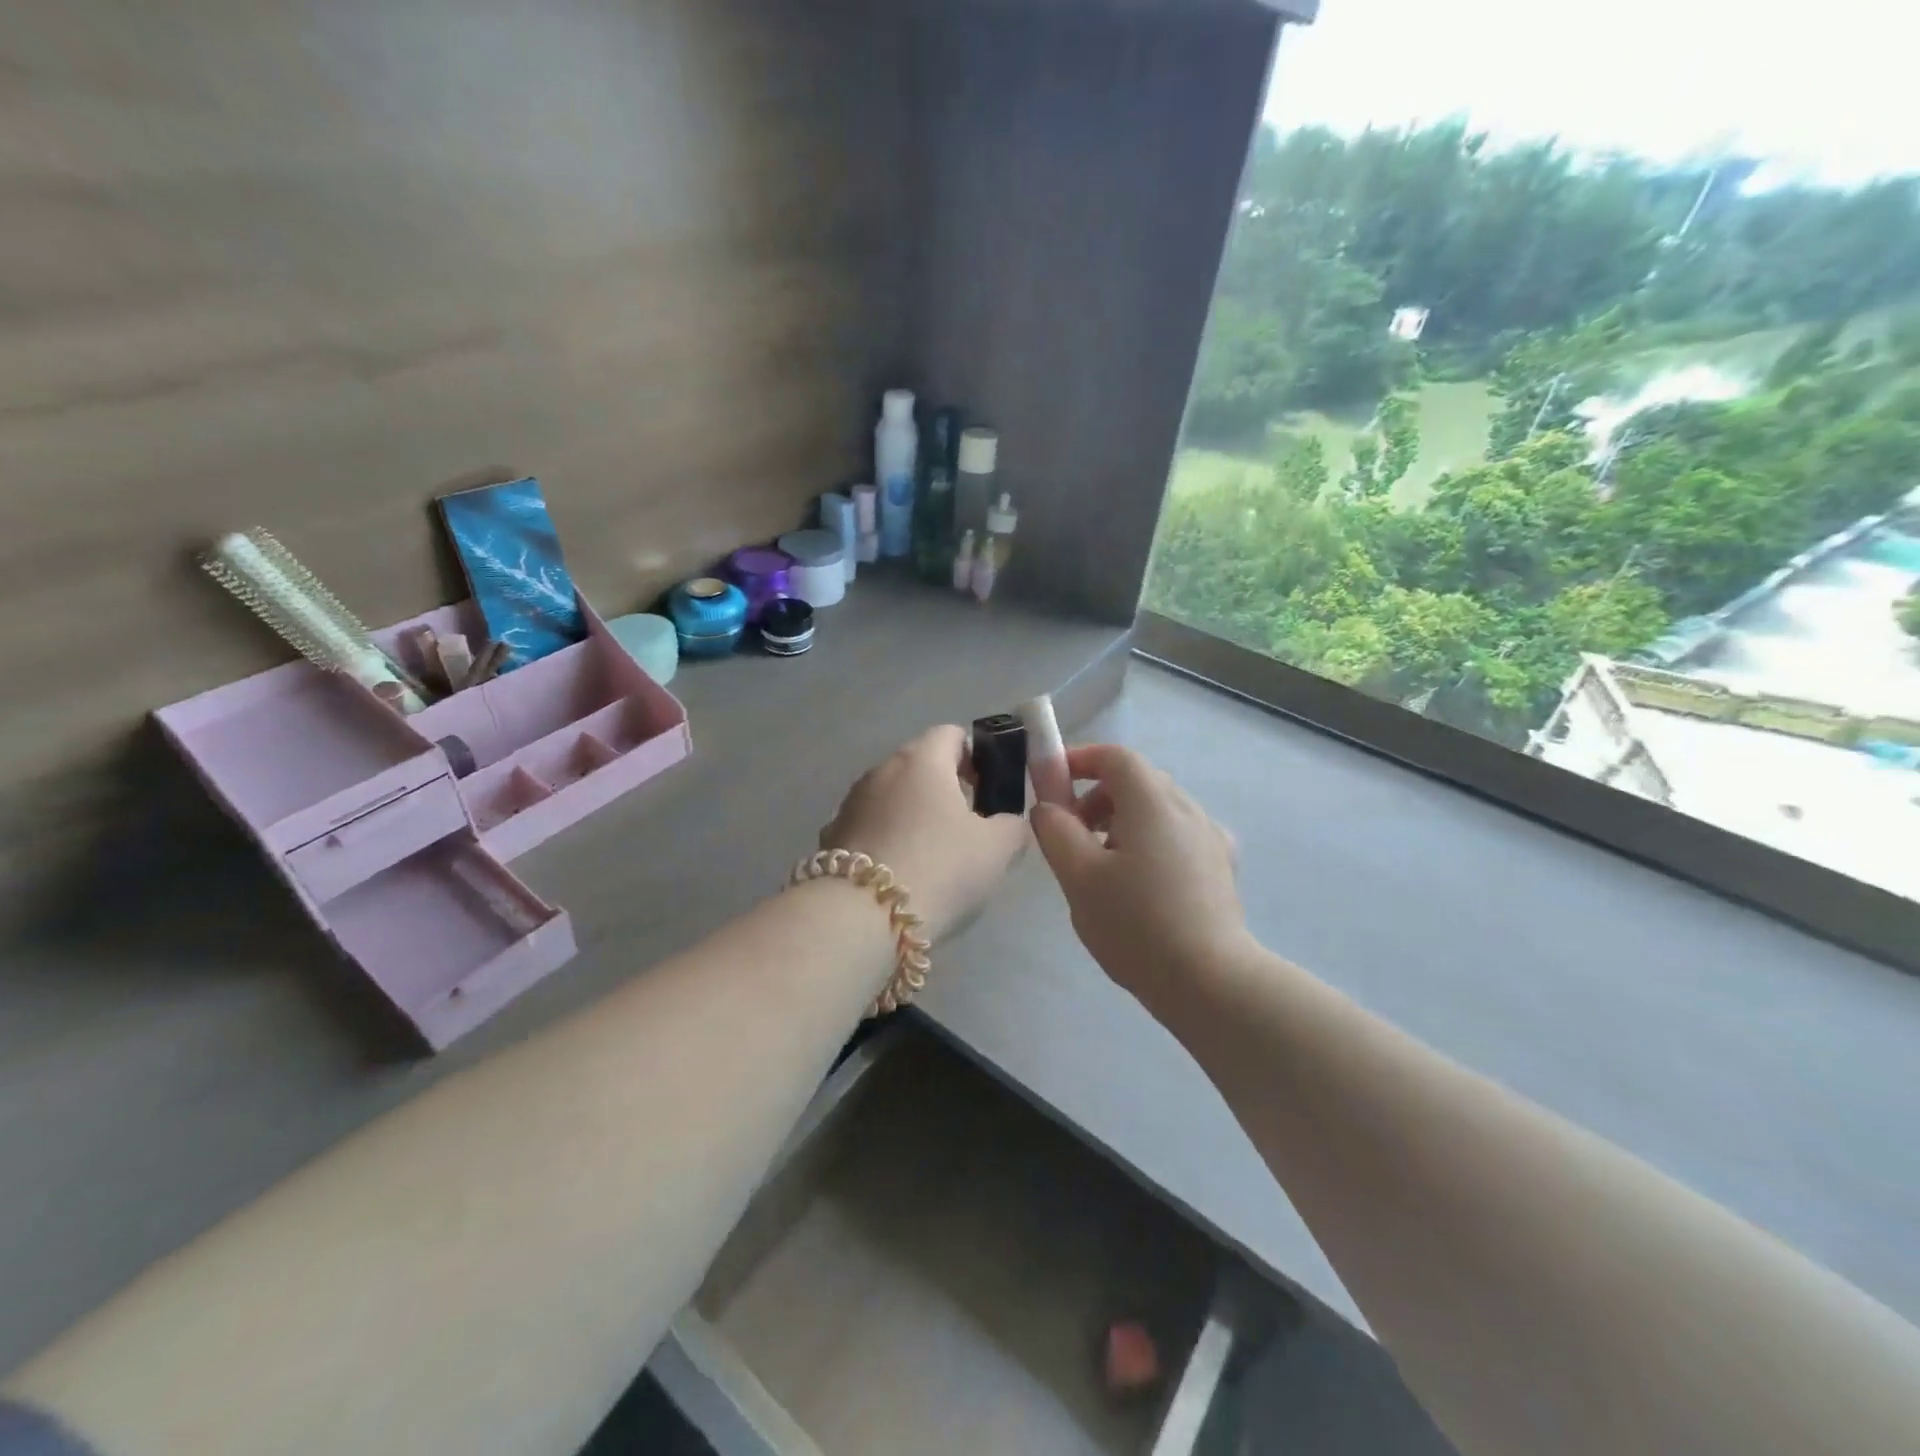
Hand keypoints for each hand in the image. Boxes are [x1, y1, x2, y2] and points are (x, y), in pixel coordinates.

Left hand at [819, 725, 1028, 940]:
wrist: (862, 917)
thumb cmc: (940, 868)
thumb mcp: (997, 849)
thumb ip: (1012, 826)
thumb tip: (1008, 823)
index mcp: (922, 760)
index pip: (951, 735)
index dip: (975, 757)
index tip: (987, 791)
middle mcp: (881, 770)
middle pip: (918, 765)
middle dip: (943, 789)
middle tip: (966, 829)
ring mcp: (850, 803)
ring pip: (891, 797)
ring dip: (911, 815)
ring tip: (931, 857)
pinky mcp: (831, 837)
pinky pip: (869, 828)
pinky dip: (885, 841)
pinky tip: (897, 875)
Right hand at [1031, 744, 1248, 1008]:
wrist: (1209, 981)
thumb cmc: (1135, 924)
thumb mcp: (1079, 876)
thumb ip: (1056, 830)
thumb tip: (1048, 806)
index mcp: (1153, 802)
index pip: (1115, 757)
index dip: (1080, 760)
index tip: (1053, 784)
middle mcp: (1187, 808)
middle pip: (1137, 781)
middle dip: (1097, 796)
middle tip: (1072, 834)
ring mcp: (1210, 837)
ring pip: (1157, 810)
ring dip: (1122, 821)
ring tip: (1102, 867)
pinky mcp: (1221, 866)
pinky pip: (1177, 836)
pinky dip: (1150, 842)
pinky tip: (1141, 885)